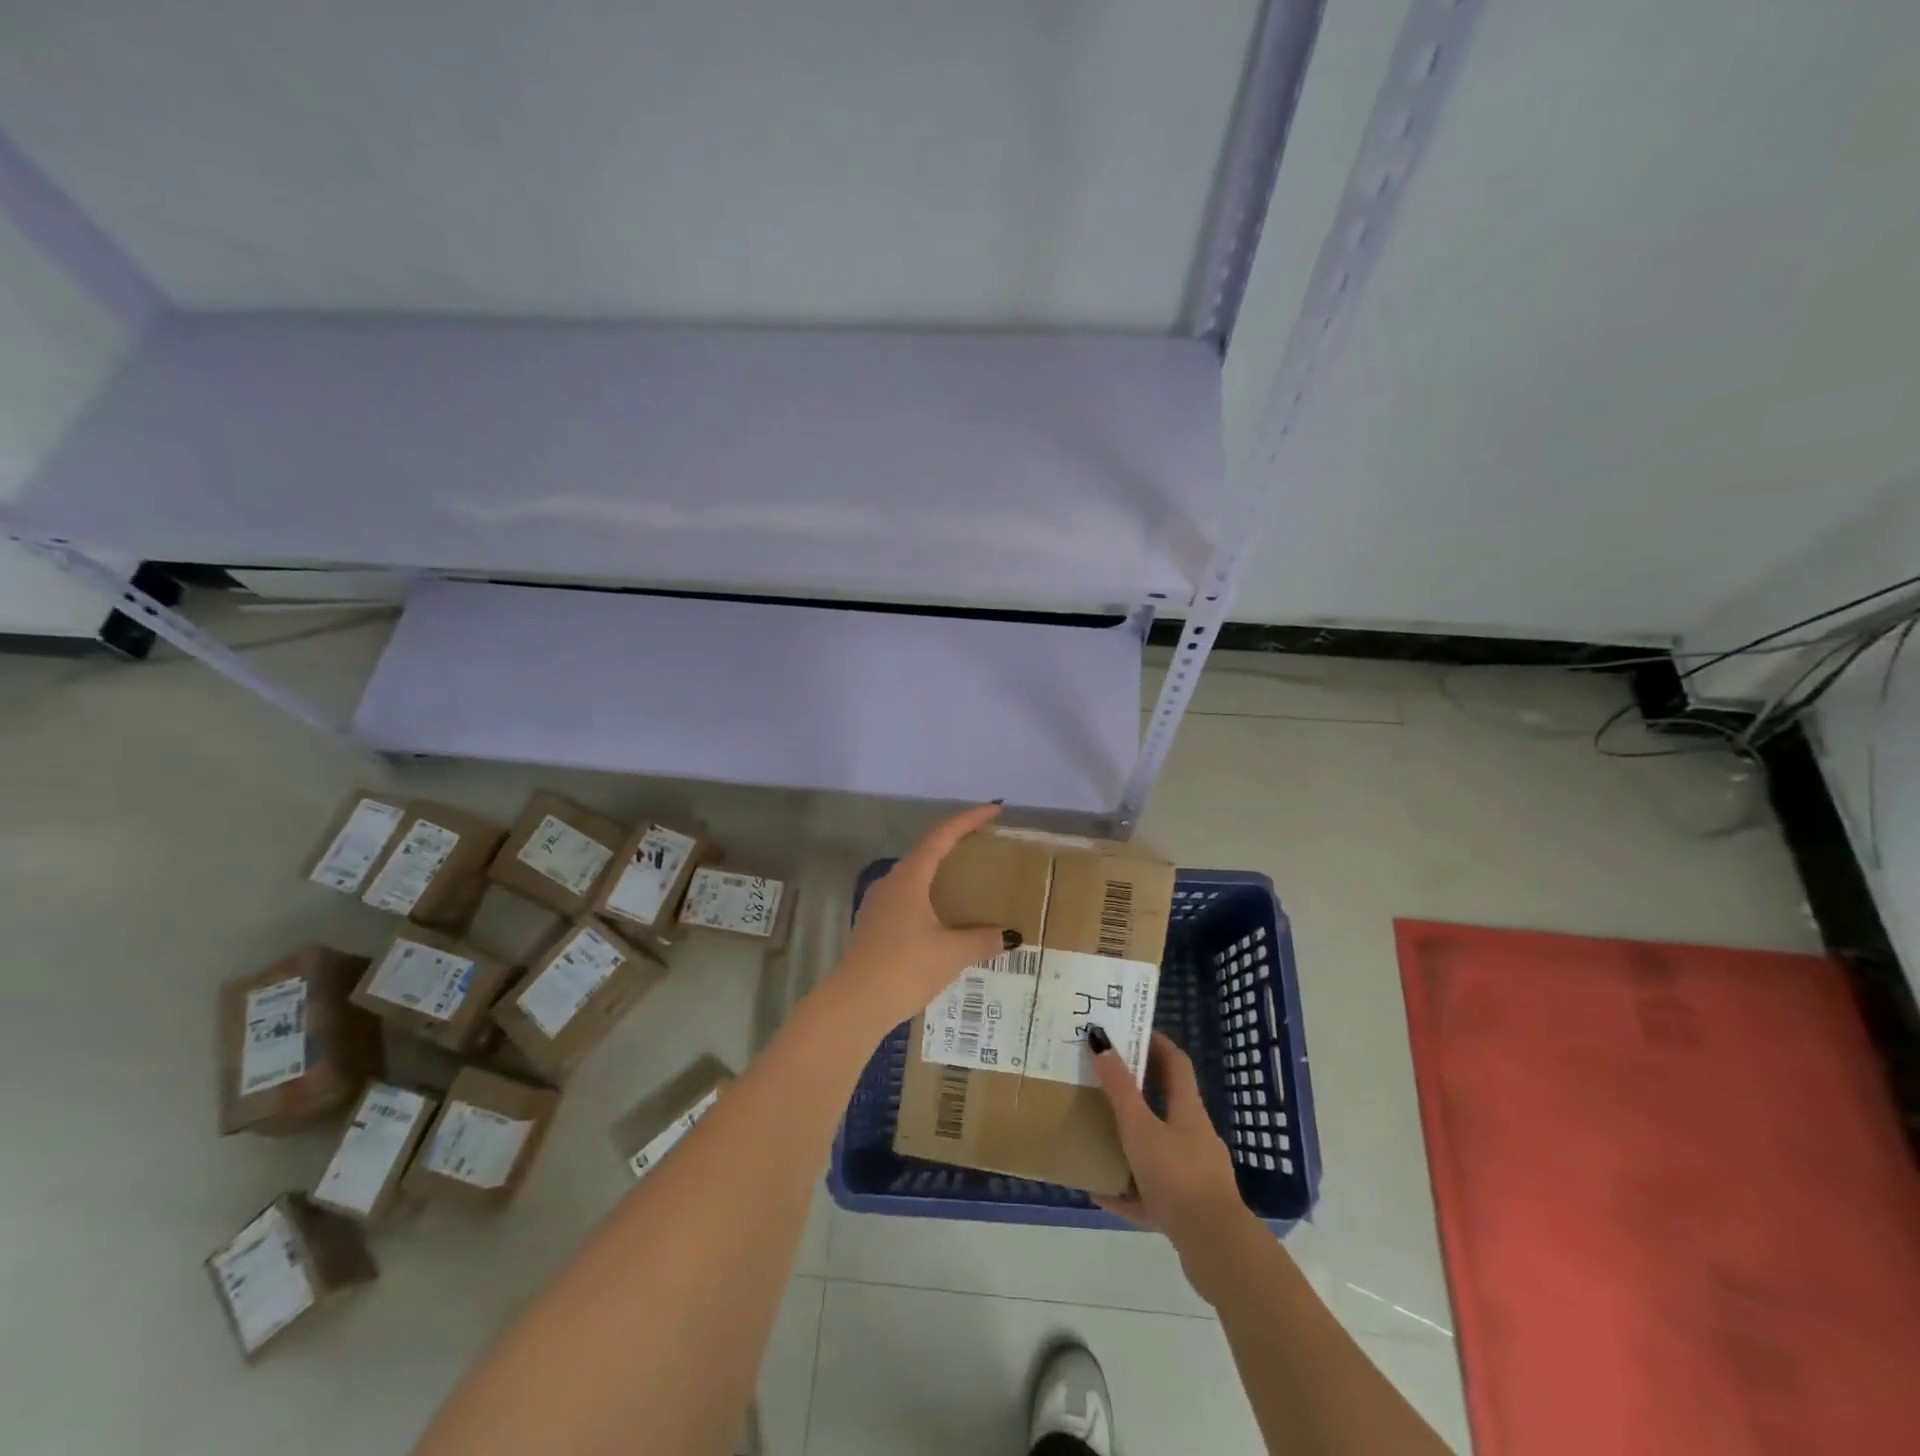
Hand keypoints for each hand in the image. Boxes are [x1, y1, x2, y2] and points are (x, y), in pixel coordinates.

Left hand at [830, 804, 1013, 1033]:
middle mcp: (892, 882)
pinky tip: (943, 917)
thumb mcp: (951, 954)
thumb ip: (983, 940)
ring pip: (916, 875)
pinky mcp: (874, 924)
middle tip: (986, 845)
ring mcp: (879, 902)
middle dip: (956, 844)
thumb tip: (1010, 936)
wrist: (853, 1005)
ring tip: (968, 881)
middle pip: (927, 851)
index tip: (994, 809)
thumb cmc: (904, 969)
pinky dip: (930, 895)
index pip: (942, 835)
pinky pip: (908, 896)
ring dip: (941, 872)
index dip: (969, 819)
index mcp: (910, 877)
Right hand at [1090, 1031, 1251, 1290]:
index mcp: (1188, 1111)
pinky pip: (1151, 1192)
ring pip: (1158, 1149)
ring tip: (1098, 1136)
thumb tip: (1100, 1038)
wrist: (1215, 1247)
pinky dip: (1128, 1190)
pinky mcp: (1187, 1209)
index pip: (1176, 1063)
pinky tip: (1101, 1193)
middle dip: (1137, 1091)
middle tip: (1104, 1080)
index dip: (1157, 1043)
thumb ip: (1119, 1087)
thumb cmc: (1177, 1175)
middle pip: (1166, 1105)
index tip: (1132, 1031)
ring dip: (1131, 1141)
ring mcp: (1194, 1174)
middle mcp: (1195, 1137)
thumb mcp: (1140, 1127)